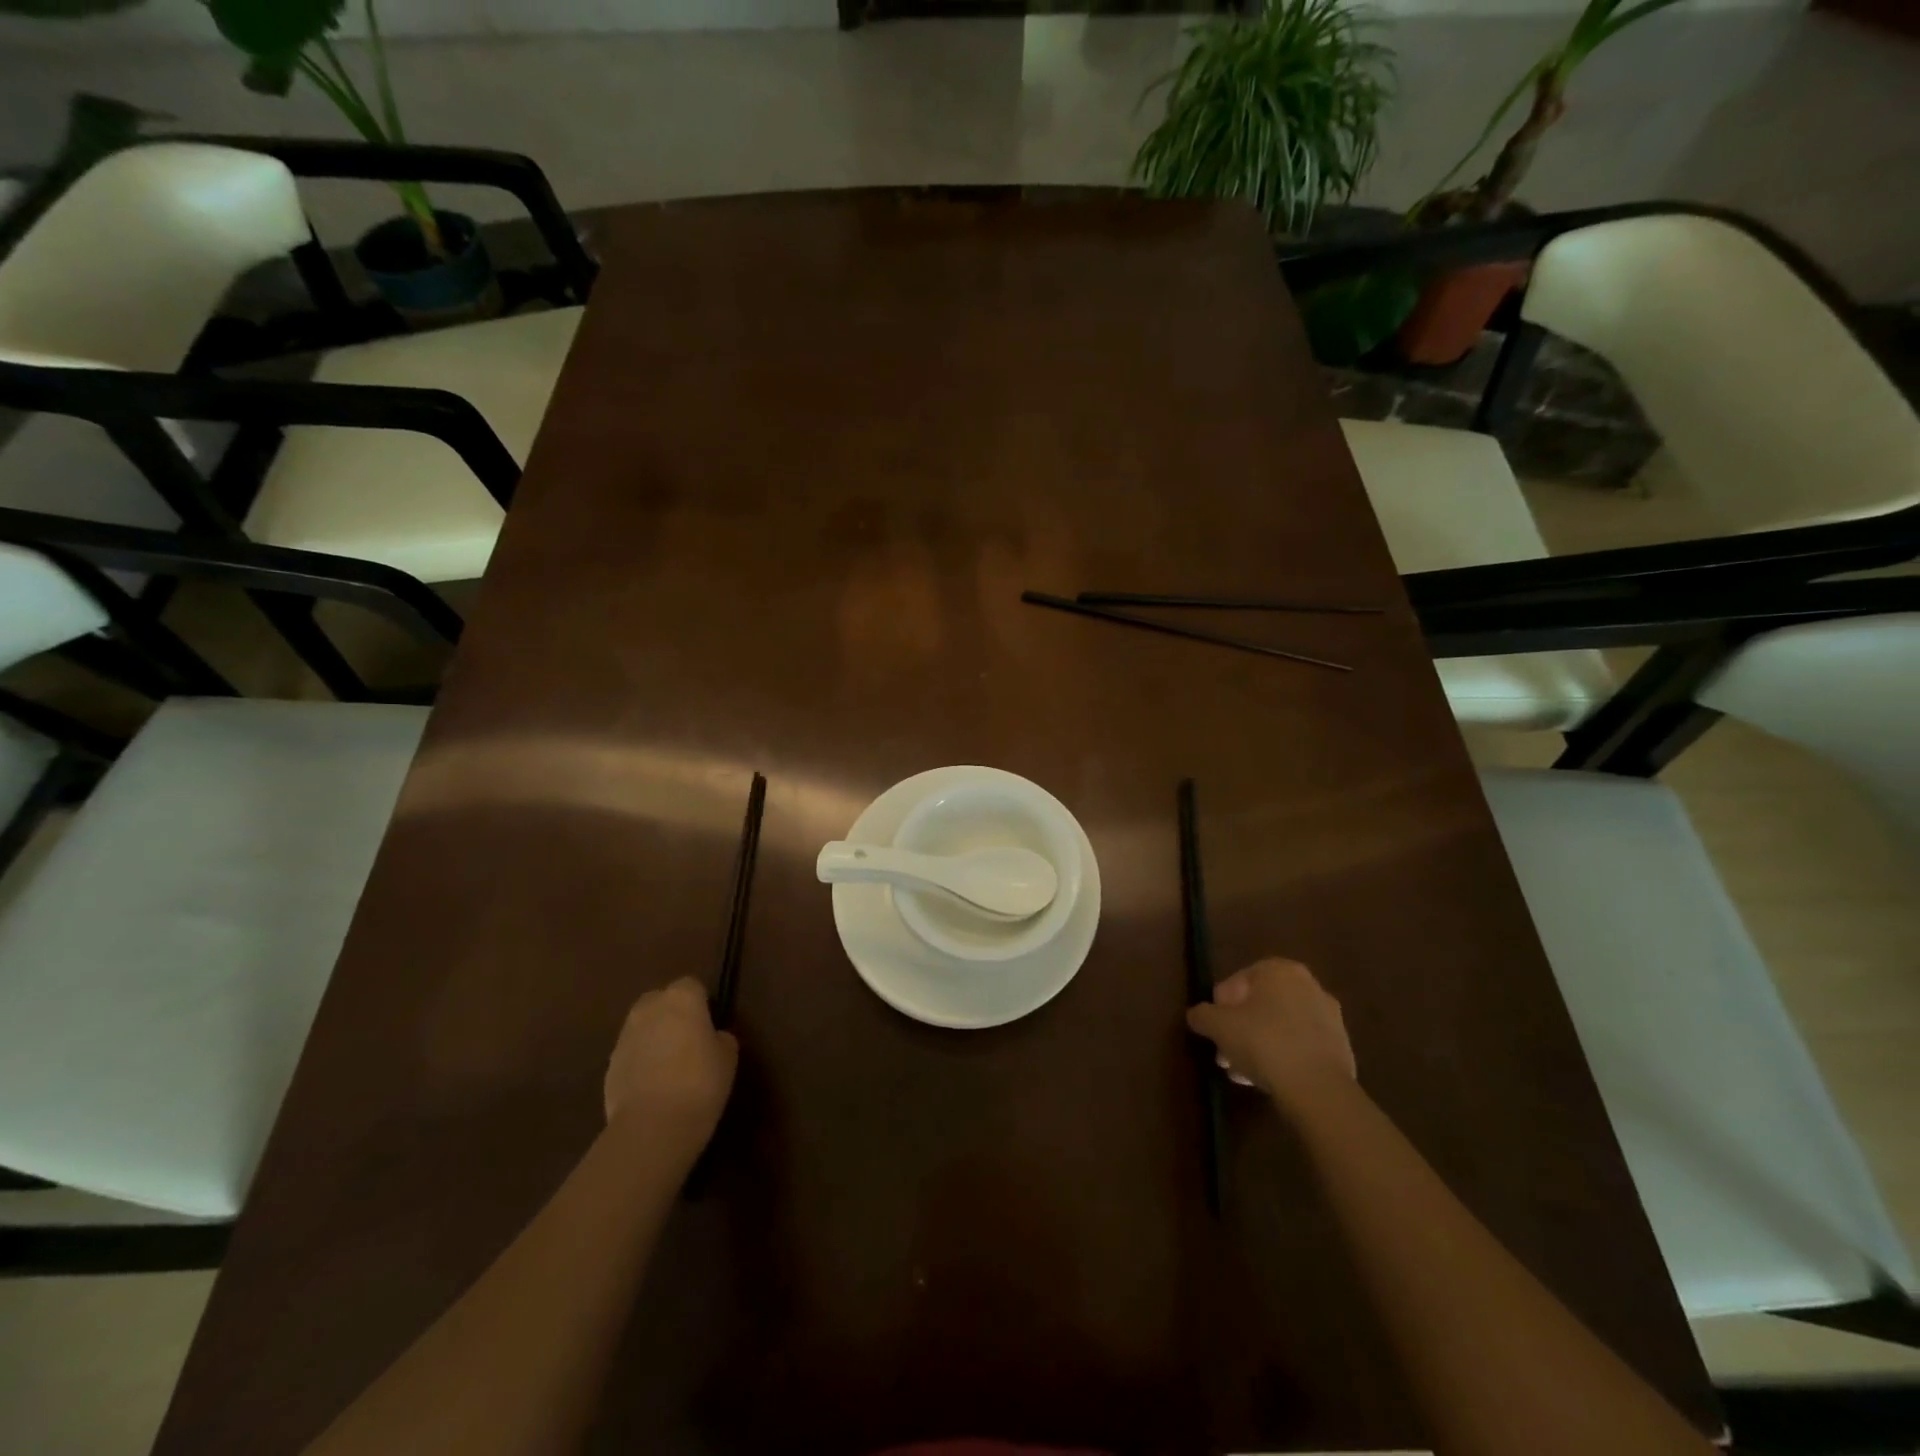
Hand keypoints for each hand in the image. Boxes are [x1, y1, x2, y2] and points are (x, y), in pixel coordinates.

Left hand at [604, 978, 738, 1145]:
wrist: (653, 1125)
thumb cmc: (700, 1082)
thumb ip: (720, 1038)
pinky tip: (653, 1086)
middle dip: (671, 1014)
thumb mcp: (727, 1057)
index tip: (709, 1024)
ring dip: (653, 1038)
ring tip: (669, 1066)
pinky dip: (640, 1062)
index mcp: (681, 998)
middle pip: (660, 1000)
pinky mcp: (610, 1065)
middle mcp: (649, 1009)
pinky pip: (630, 1054)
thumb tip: (712, 1037)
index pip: (692, 986)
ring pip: (642, 1027)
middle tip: (688, 1040)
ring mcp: (625, 1037)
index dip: (701, 1003)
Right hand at [1187, 957, 1355, 1105]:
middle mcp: (1308, 985)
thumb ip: (1202, 1015)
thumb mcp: (1218, 1026)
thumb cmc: (1263, 1042)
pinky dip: (1283, 1057)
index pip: (1237, 982)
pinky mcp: (1341, 1047)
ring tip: (1242, 1073)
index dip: (1220, 1007)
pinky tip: (1268, 1080)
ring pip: (1280, 1027)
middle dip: (1239, 1030)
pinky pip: (1300, 1046)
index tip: (1215, 1031)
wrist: (1319, 1088)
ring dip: (1258, 1046)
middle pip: (1260, 1006)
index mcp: (1279, 970)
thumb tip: (1197, 1015)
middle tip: (1225, 1055)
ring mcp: (1329, 1017)